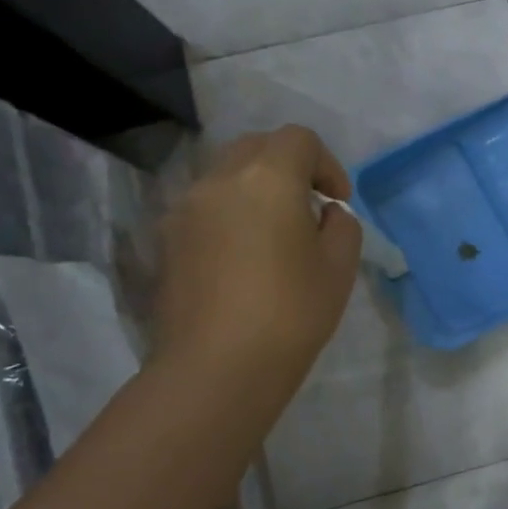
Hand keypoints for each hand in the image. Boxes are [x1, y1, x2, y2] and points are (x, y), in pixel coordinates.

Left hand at [154, 126, 360, 396]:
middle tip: (308, 208)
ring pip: (226, 176)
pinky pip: (205, 208)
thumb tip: (324, 213)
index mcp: (267, 178)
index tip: (337, 202)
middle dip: (288, 167)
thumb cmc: (292, 313)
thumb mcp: (339, 266)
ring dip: (256, 190)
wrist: (217, 368)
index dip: (327, 164)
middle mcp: (219, 181)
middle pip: (257, 147)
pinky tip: (243, 260)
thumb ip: (341, 225)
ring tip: (275, 236)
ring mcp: (185, 209)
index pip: (299, 139)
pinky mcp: (166, 241)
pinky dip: (230, 215)